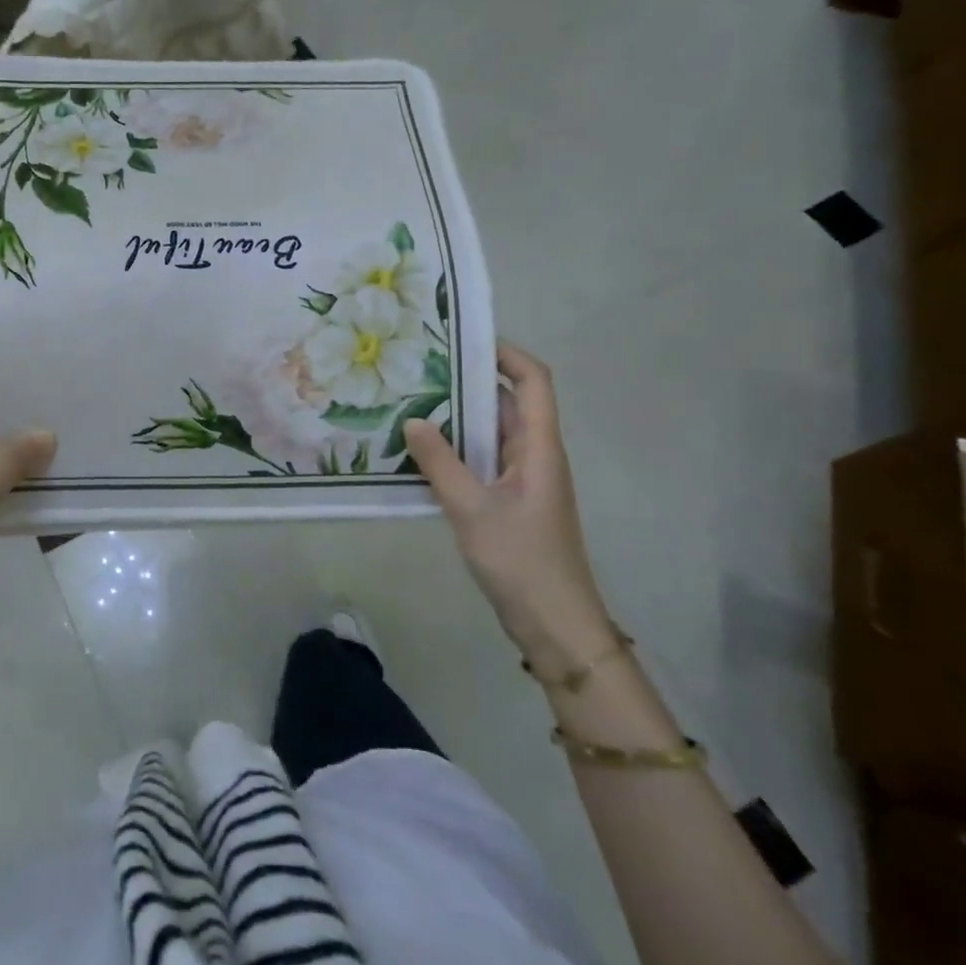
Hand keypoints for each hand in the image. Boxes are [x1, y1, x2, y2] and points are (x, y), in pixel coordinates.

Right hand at [403, 342, 616, 676]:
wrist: (556, 625)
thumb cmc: (522, 561)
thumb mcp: (472, 509)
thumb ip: (440, 463)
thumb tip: (413, 420)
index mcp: (539, 448)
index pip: (533, 382)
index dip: (506, 354)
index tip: (463, 339)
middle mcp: (534, 455)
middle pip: (507, 403)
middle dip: (469, 380)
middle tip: (419, 368)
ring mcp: (522, 479)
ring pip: (491, 433)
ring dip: (457, 417)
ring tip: (409, 401)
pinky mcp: (509, 501)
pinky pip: (481, 460)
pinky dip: (455, 449)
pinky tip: (419, 452)